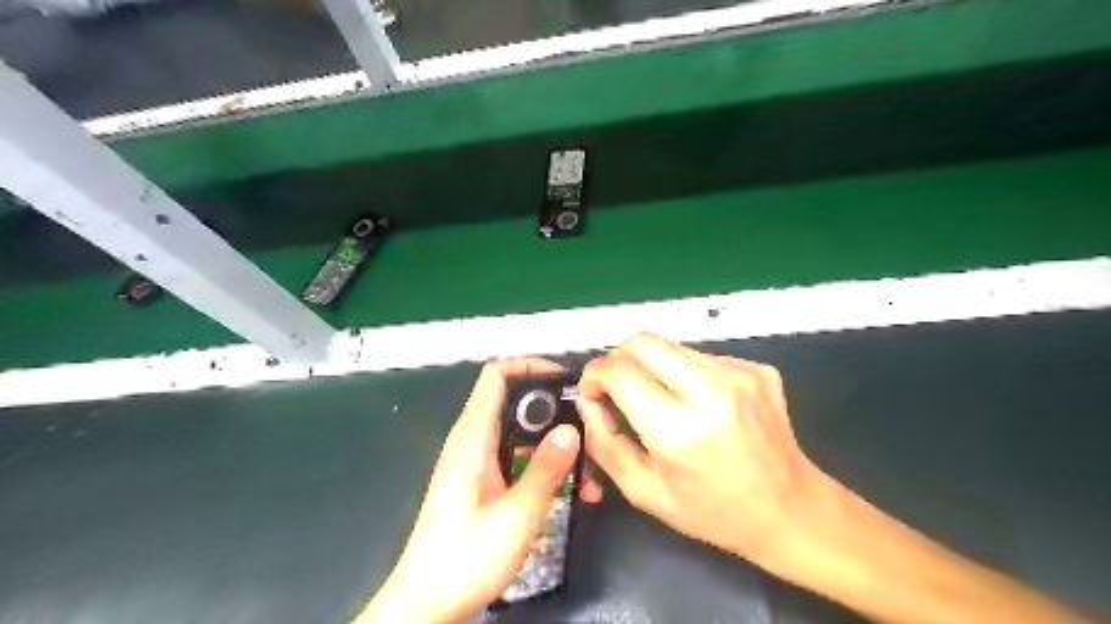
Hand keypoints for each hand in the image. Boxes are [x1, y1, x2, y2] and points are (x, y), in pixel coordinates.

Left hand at [360, 356, 602, 623]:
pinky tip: (569, 488)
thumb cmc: (466, 557)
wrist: (428, 601)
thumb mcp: (517, 513)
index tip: (564, 379)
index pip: (496, 376)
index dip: (529, 366)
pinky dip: (542, 463)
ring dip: (553, 442)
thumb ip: (546, 468)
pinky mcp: (482, 481)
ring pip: (520, 433)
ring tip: (587, 466)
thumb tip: (571, 430)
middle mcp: (472, 441)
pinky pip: (516, 457)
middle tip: (587, 426)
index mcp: (473, 437)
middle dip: (553, 409)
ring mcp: (476, 462)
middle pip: (514, 402)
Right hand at [578, 333, 826, 568]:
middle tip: (615, 386)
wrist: (791, 510)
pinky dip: (684, 373)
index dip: (594, 375)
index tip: (591, 391)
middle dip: (617, 358)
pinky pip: (702, 356)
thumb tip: (588, 403)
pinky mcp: (757, 368)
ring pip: (671, 346)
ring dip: (652, 366)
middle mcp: (712, 391)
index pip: (620, 372)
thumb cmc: (714, 512)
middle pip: (643, 342)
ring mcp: (740, 374)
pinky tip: (697, 403)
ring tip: (659, 399)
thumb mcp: (645, 492)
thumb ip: (605, 444)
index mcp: (680, 430)